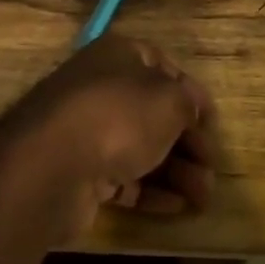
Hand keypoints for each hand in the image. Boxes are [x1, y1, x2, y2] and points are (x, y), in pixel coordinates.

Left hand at [1, 35, 216, 235]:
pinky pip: (121, 178)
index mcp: (117, 56)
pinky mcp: (78, 171)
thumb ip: (188, 102)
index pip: (162, 66)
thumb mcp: (169, 100)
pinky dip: (150, 191)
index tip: (212, 122)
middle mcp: (98, 88)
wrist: (52, 165)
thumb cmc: (118, 116)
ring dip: (176, 172)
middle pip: (153, 112)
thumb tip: (192, 108)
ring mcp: (84, 131)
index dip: (191, 93)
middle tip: (211, 169)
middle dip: (188, 142)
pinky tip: (178, 207)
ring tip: (203, 197)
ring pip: (139, 147)